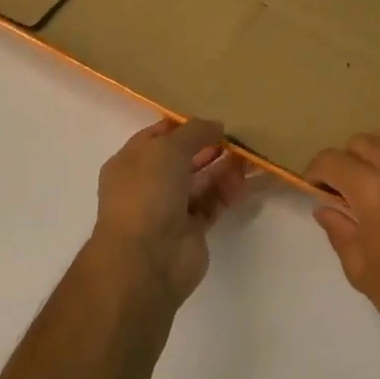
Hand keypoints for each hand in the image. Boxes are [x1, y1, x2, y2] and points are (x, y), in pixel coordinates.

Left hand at [90, 118, 247, 306]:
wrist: (147, 259)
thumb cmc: (148, 193)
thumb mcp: (168, 149)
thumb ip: (194, 132)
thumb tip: (215, 126)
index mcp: (130, 162)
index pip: (158, 136)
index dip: (184, 126)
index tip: (213, 118)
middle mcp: (148, 184)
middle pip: (182, 159)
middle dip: (208, 146)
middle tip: (237, 137)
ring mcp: (169, 209)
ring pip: (200, 182)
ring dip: (222, 168)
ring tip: (249, 156)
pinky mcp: (191, 230)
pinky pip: (212, 204)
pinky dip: (227, 192)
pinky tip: (244, 180)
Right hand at [306, 129, 379, 348]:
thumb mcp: (362, 270)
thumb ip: (340, 231)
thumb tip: (326, 208)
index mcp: (376, 191)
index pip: (333, 160)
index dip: (316, 171)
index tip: (313, 188)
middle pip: (361, 142)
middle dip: (344, 161)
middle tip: (340, 191)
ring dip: (372, 153)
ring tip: (368, 183)